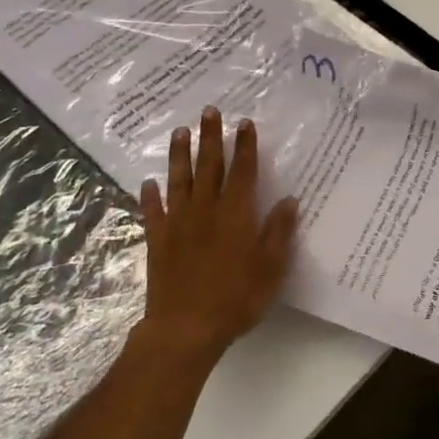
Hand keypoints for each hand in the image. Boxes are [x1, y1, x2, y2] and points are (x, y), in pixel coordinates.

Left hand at [135, 108, 298, 368]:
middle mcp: (206, 211)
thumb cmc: (236, 298)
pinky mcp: (158, 240)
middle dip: (210, 138)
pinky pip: (153, 211)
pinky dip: (150, 195)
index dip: (245, 147)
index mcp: (236, 215)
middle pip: (209, 167)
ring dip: (179, 155)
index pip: (243, 172)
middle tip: (209, 111)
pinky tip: (148, 182)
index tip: (244, 123)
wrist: (185, 327)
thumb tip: (289, 200)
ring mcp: (178, 224)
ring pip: (179, 181)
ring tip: (179, 132)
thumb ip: (279, 232)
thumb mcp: (271, 268)